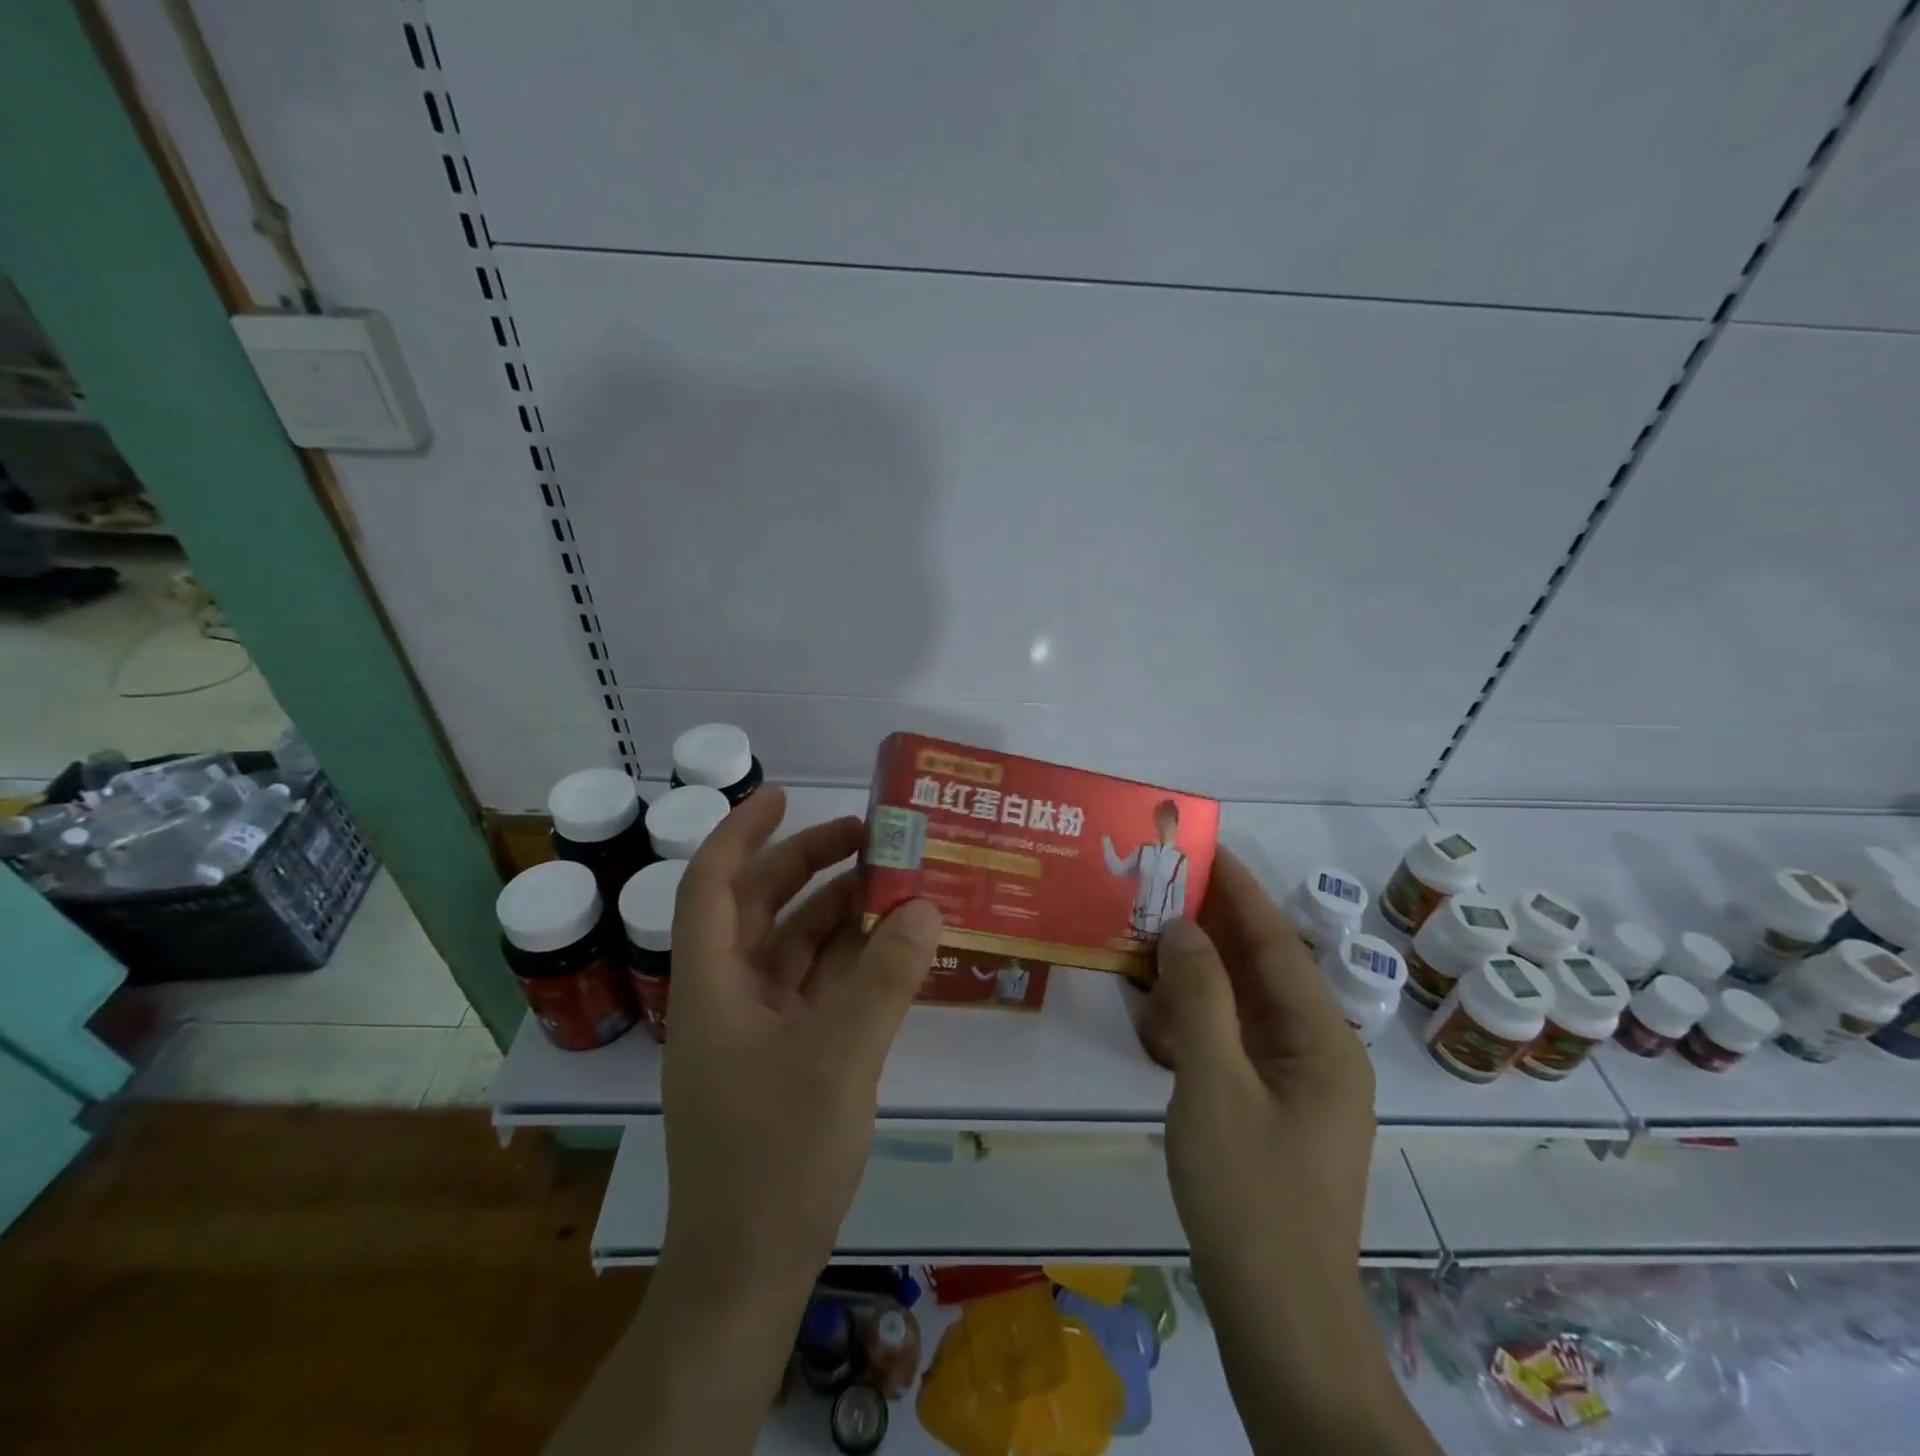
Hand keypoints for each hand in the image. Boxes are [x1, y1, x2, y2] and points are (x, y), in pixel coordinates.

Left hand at [663, 784, 941, 1292]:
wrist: (747, 1274)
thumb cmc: (775, 1158)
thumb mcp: (838, 1058)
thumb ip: (883, 978)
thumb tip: (925, 906)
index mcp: (713, 986)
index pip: (712, 886)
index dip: (741, 832)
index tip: (782, 794)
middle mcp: (729, 997)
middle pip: (762, 909)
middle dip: (808, 866)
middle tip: (868, 837)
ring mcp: (757, 1030)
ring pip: (795, 948)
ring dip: (839, 914)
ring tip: (894, 884)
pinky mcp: (786, 1059)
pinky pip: (818, 988)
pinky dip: (851, 962)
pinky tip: (893, 948)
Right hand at [1144, 852, 1432, 1454]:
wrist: (1278, 1318)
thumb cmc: (1250, 1195)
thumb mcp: (1213, 1085)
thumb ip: (1198, 998)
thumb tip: (1182, 927)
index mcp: (1323, 1038)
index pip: (1276, 940)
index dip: (1238, 889)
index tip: (1202, 846)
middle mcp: (1318, 1050)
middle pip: (1261, 967)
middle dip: (1211, 925)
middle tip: (1159, 884)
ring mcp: (1295, 1083)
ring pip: (1242, 1004)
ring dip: (1197, 973)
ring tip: (1148, 939)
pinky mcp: (1270, 1108)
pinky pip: (1232, 1042)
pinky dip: (1195, 1020)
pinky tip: (1156, 1015)